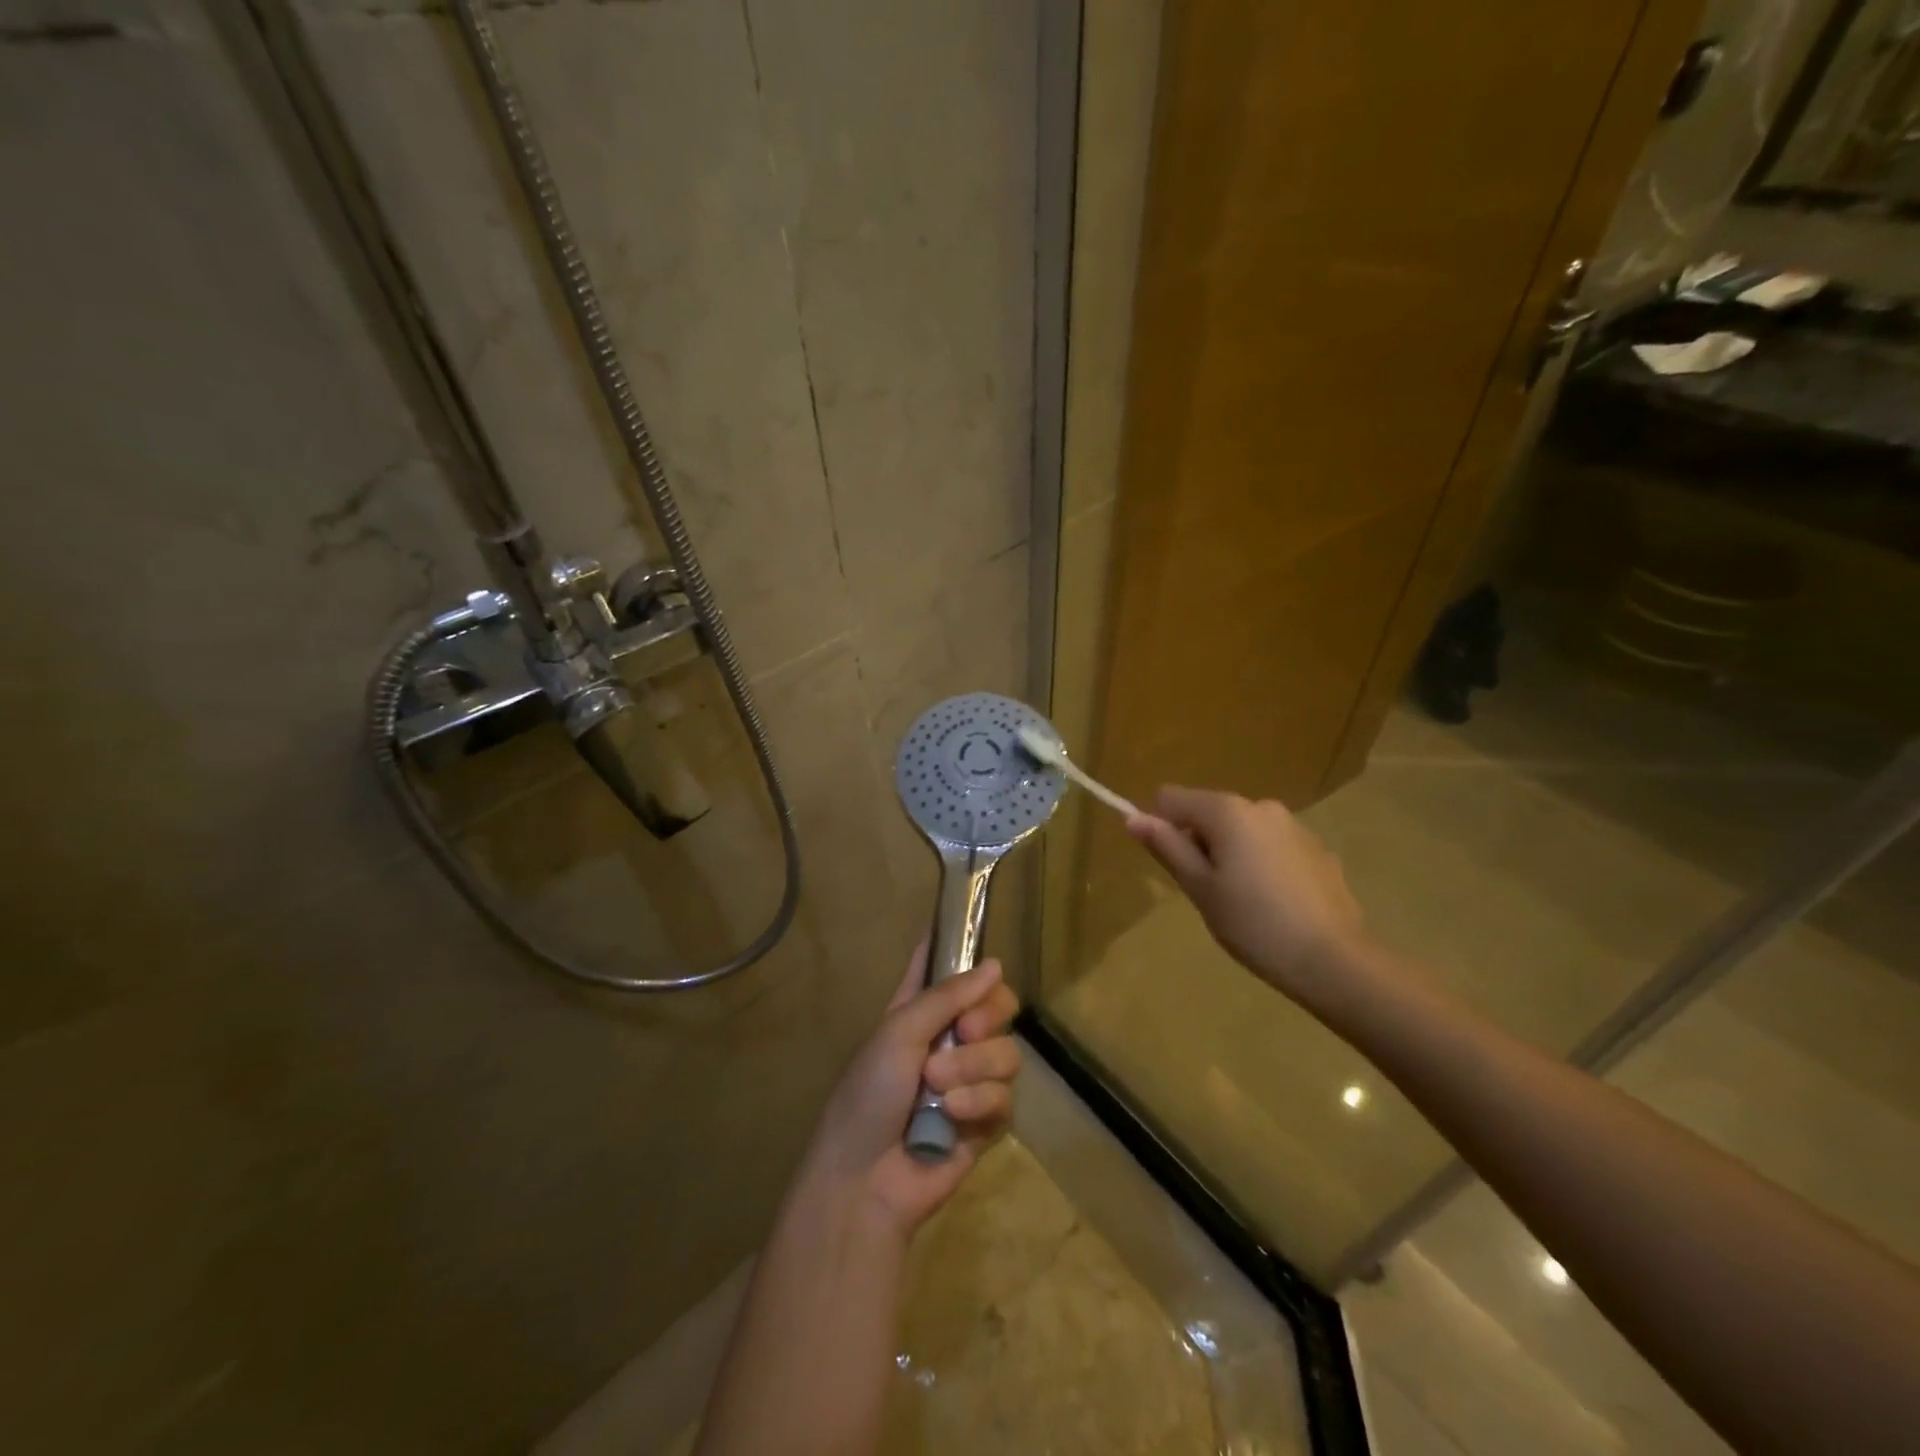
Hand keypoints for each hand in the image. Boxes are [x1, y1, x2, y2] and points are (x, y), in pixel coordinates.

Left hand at [801, 943, 1021, 1239]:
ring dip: (974, 1066)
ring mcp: (971, 1080)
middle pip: (997, 1005)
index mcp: (921, 1010)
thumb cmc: (868, 1093)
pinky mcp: (985, 1121)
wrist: (864, 1179)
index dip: (964, 953)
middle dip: (988, 1015)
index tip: (981, 953)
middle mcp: (950, 1038)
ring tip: (938, 1084)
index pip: (949, 967)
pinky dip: (980, 1102)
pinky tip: (953, 1115)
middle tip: (965, 1031)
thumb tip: (996, 964)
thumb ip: (947, 996)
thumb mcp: (899, 1031)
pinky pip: (1006, 1096)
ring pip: (1007, 1052)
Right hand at [1128, 786, 1366, 1005]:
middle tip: (1209, 892)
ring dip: (1232, 854)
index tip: (1174, 866)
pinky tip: (1275, 905)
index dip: (1161, 827)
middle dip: (1200, 843)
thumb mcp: (1199, 888)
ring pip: (1243, 830)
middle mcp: (1262, 806)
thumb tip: (1132, 818)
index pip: (1172, 798)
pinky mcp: (1319, 850)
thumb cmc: (1253, 924)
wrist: (1333, 960)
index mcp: (1227, 811)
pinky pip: (1273, 846)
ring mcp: (1295, 826)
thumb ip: (1167, 847)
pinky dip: (1263, 865)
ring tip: (1244, 902)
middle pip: (1209, 812)